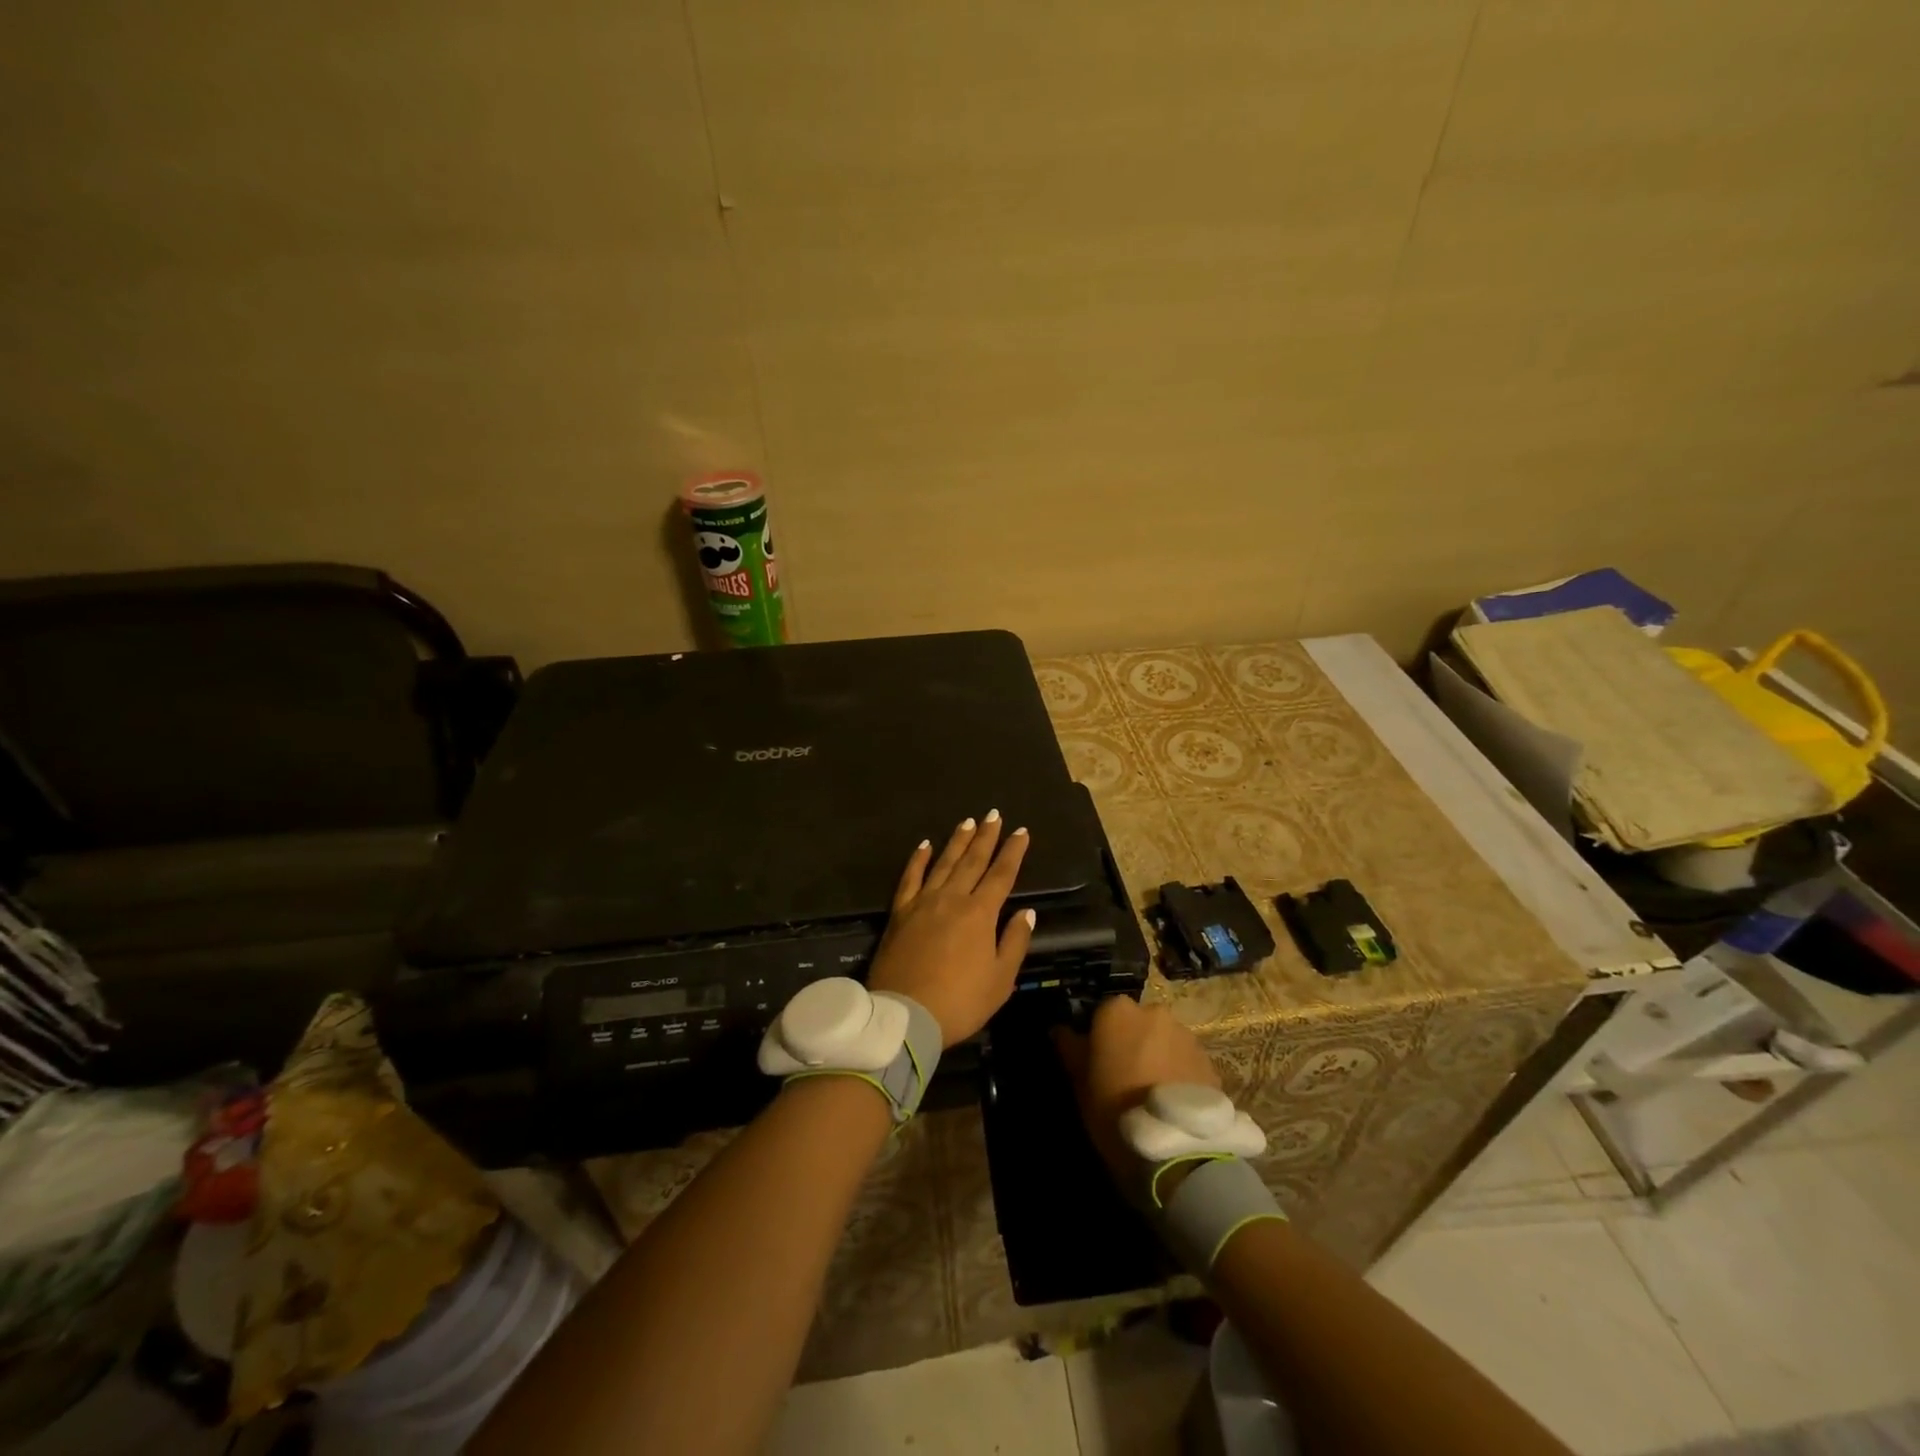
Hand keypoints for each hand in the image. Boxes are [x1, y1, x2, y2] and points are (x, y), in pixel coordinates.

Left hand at [867, 813, 1035, 1046]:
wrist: (905, 1016)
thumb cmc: (960, 1002)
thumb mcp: (1000, 980)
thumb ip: (1014, 942)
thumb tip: (1026, 912)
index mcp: (980, 914)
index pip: (1002, 875)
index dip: (1013, 852)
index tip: (1021, 832)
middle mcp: (952, 899)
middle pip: (973, 861)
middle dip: (986, 836)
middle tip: (994, 814)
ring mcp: (923, 903)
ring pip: (943, 863)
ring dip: (957, 841)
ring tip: (967, 822)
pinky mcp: (900, 912)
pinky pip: (910, 878)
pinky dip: (918, 859)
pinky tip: (924, 845)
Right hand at [1056, 996, 1220, 1184]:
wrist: (1175, 1148)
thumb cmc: (1114, 1108)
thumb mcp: (1079, 1082)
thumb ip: (1069, 1048)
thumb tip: (1060, 1029)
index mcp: (1117, 1011)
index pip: (1101, 1014)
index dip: (1098, 1038)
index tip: (1096, 1063)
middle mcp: (1153, 1012)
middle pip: (1136, 1023)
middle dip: (1131, 1043)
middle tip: (1124, 1077)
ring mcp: (1185, 1035)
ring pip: (1163, 1040)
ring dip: (1156, 1056)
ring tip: (1152, 1093)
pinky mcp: (1209, 1060)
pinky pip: (1185, 1060)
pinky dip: (1177, 1073)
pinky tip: (1172, 1101)